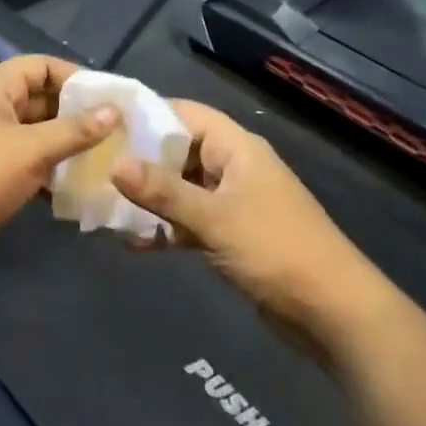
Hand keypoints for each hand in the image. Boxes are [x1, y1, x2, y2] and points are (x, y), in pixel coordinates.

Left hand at [0, 56, 118, 285]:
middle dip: (76, 114)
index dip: (76, 77)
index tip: (110, 98)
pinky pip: (26, 160)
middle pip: (40, 99)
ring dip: (66, 144)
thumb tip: (114, 111)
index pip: (42, 66)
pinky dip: (49, 169)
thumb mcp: (33, 150)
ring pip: (36, 133)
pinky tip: (76, 186)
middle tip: (116, 131)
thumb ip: (76, 130)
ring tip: (105, 158)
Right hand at [111, 101, 382, 358]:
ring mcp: (233, 202)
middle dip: (140, 161)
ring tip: (104, 207)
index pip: (186, 114)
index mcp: (236, 148)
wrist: (332, 310)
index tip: (104, 124)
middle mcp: (233, 167)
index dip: (147, 115)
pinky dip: (166, 228)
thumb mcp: (214, 218)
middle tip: (93, 168)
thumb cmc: (275, 249)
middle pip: (179, 151)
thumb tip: (114, 164)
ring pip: (181, 189)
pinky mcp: (232, 235)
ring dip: (149, 199)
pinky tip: (133, 242)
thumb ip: (163, 192)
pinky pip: (190, 221)